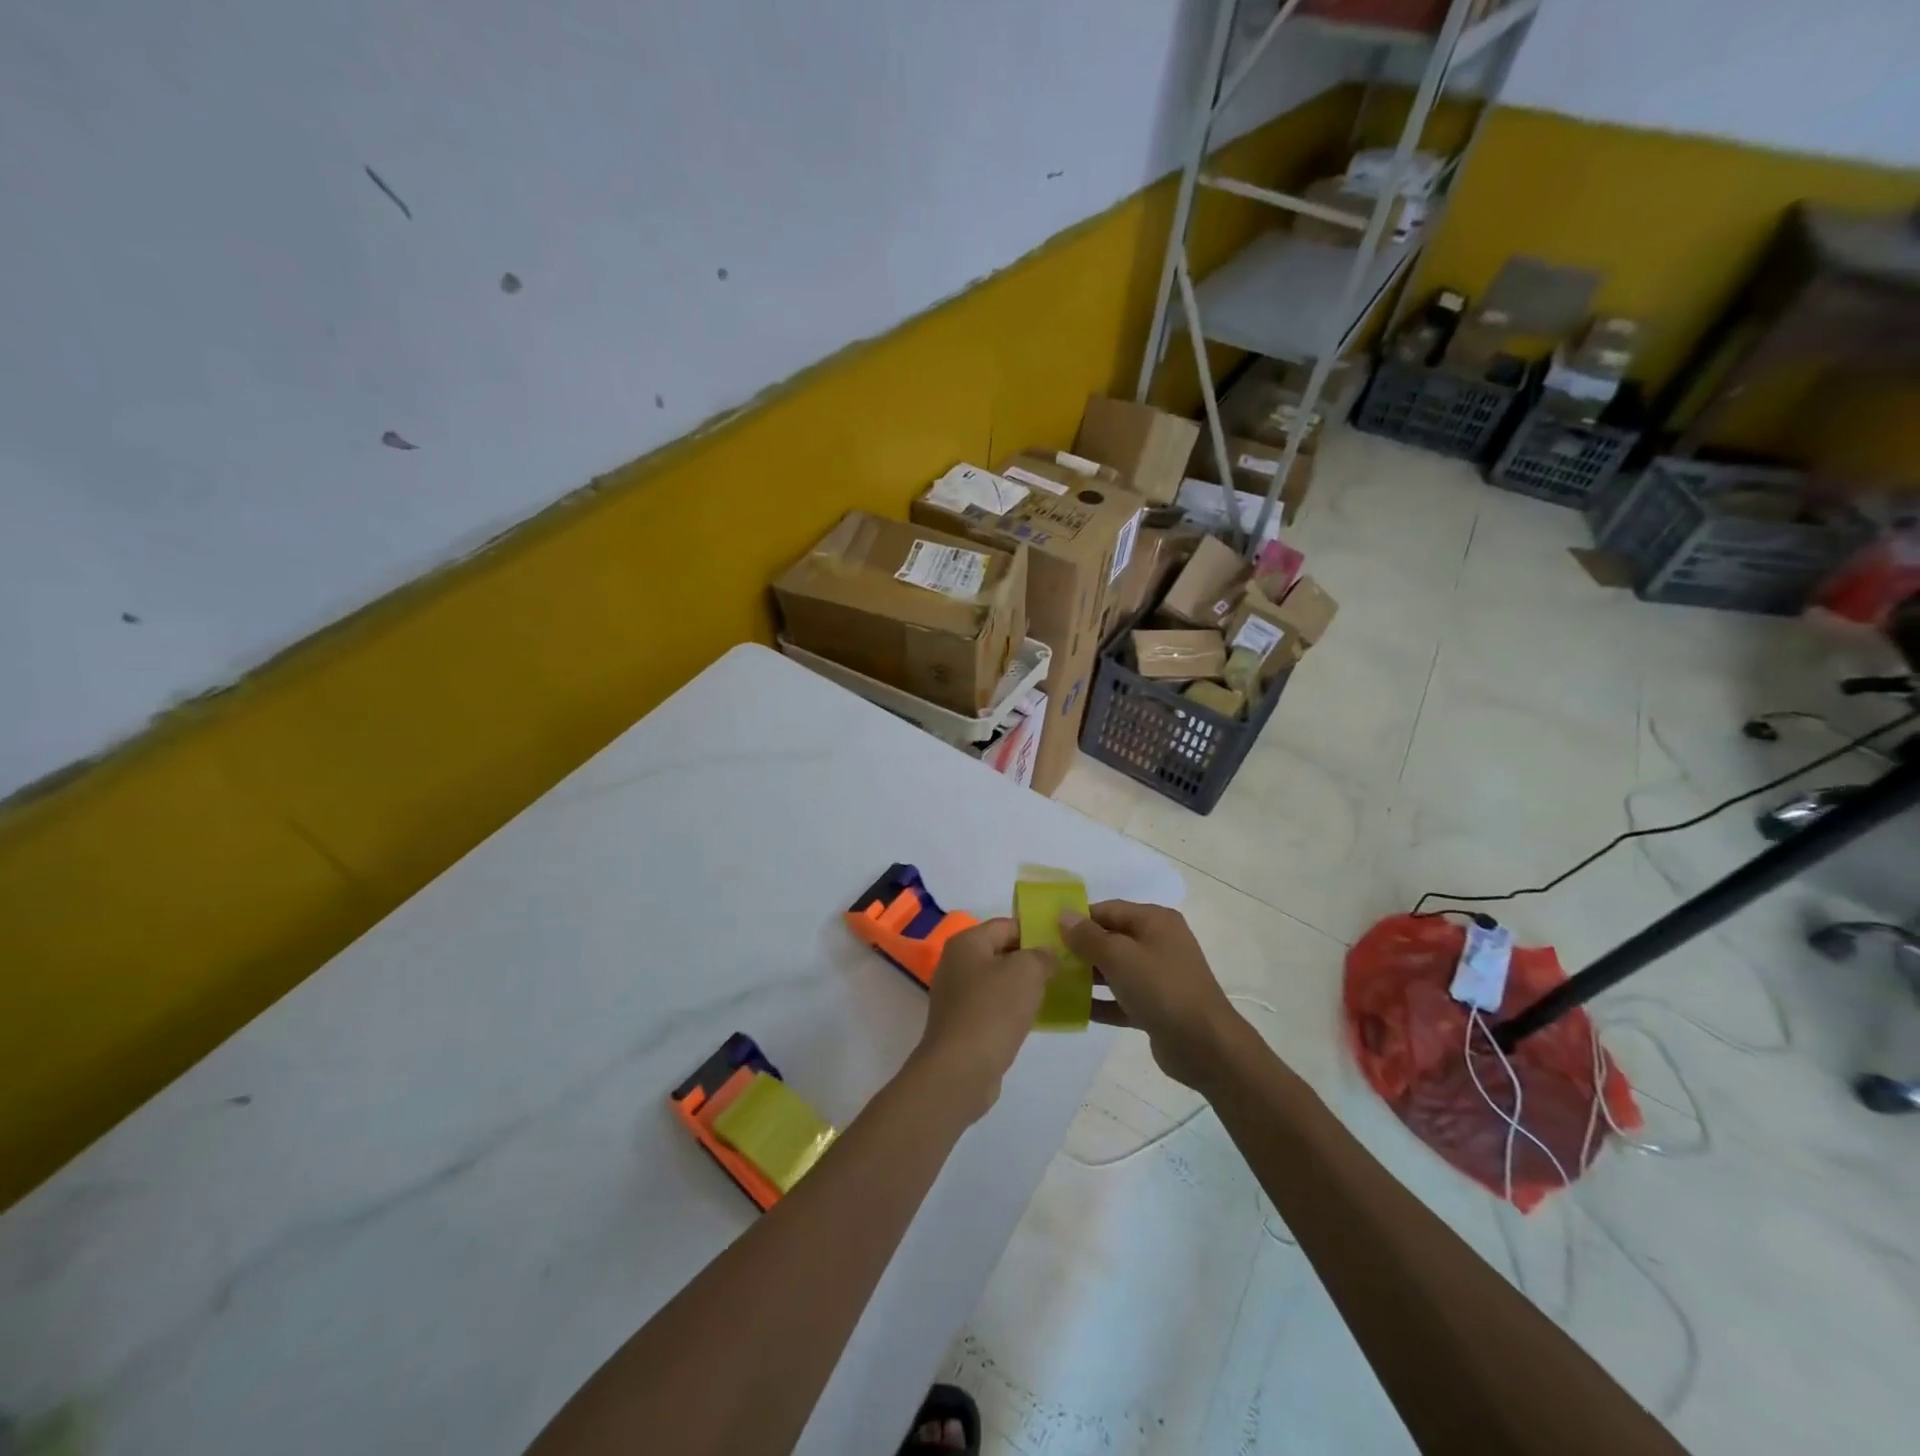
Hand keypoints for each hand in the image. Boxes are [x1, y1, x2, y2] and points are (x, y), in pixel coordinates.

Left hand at [910, 919, 1052, 1121]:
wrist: (960, 1070)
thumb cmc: (993, 1011)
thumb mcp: (1026, 972)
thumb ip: (1041, 956)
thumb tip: (1047, 955)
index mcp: (967, 943)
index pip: (1006, 925)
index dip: (1036, 931)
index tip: (1064, 943)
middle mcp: (956, 963)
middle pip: (1001, 952)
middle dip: (1032, 960)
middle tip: (1065, 968)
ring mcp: (957, 996)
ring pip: (999, 982)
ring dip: (1024, 987)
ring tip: (1056, 992)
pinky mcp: (962, 1024)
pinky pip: (994, 1007)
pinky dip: (1013, 1009)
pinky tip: (1035, 1018)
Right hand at [1061, 901, 1244, 1091]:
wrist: (1205, 1046)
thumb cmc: (1161, 989)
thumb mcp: (1120, 957)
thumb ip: (1088, 936)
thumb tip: (1063, 914)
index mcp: (1154, 921)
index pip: (1108, 910)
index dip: (1078, 918)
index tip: (1047, 931)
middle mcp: (1158, 943)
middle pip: (1111, 938)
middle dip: (1080, 948)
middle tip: (1047, 959)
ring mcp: (1159, 976)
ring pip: (1115, 969)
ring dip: (1088, 976)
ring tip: (1054, 983)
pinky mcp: (1156, 1006)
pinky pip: (1121, 998)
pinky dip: (1101, 1002)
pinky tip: (1074, 1010)